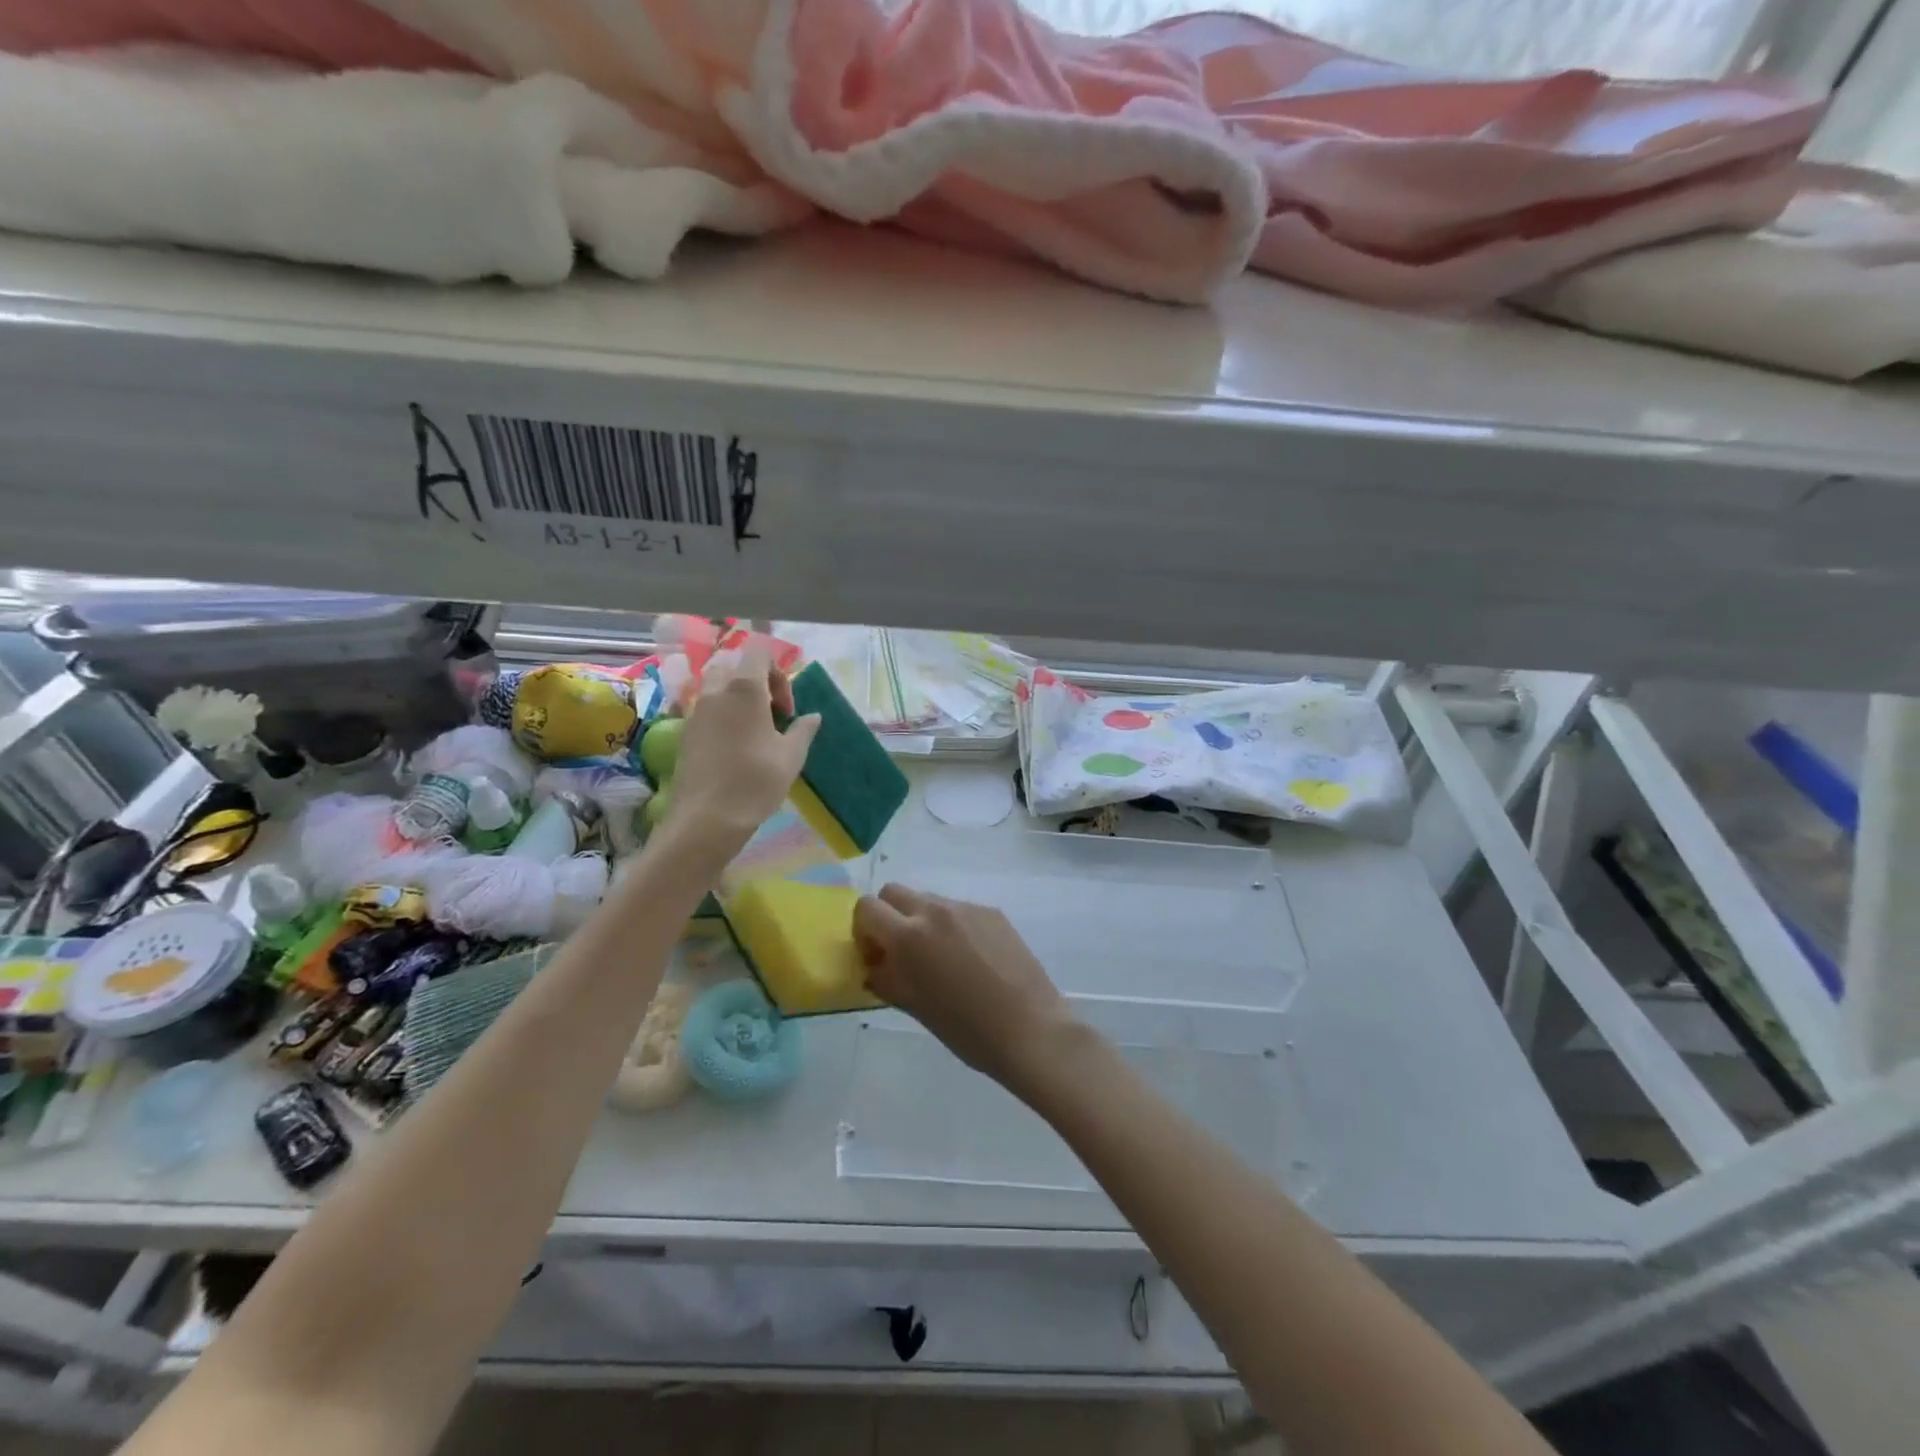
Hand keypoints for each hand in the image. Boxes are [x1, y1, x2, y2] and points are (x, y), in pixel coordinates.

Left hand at [669, 644, 818, 847]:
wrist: (706, 820)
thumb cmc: (755, 782)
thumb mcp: (791, 756)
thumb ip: (803, 730)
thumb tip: (813, 716)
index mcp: (744, 689)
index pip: (758, 653)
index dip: (777, 672)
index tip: (786, 707)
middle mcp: (715, 691)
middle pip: (734, 666)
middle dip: (755, 682)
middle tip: (771, 715)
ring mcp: (695, 711)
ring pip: (716, 686)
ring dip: (737, 698)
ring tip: (754, 731)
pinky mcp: (684, 732)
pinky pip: (705, 709)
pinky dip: (722, 715)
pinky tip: (734, 747)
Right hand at [853, 885, 1075, 1089]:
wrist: (1030, 1029)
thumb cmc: (966, 1029)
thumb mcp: (915, 1008)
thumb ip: (887, 979)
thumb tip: (875, 966)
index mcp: (910, 935)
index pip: (867, 908)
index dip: (863, 931)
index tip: (876, 957)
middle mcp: (936, 910)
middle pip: (894, 892)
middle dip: (888, 916)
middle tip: (901, 953)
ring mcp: (967, 908)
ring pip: (929, 900)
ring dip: (921, 921)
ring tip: (941, 960)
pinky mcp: (993, 912)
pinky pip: (959, 910)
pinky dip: (952, 927)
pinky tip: (971, 961)